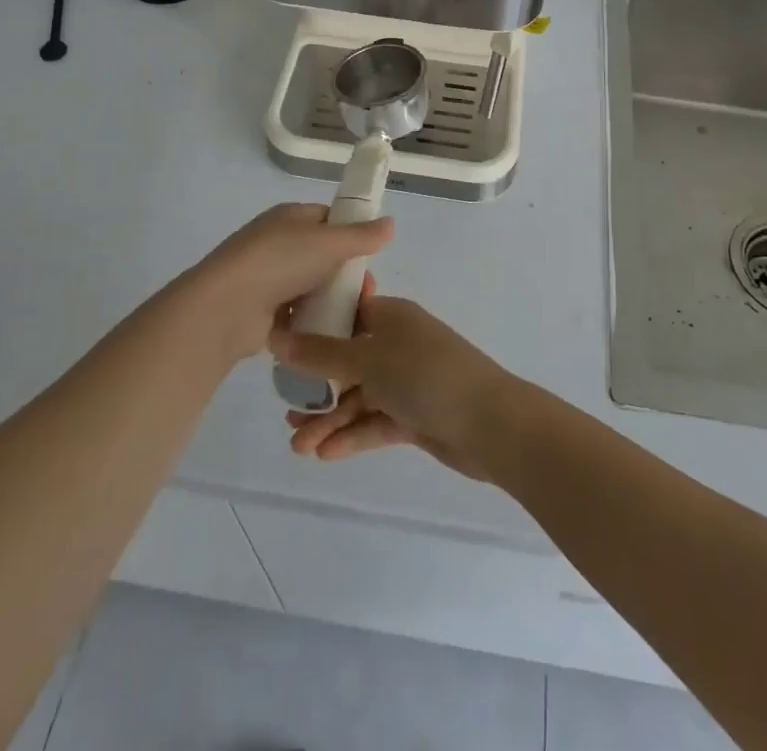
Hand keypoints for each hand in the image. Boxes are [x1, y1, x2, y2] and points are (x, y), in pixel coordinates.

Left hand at [183, 204, 393, 361]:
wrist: (225, 308)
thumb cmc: (279, 262)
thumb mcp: (328, 242)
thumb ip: (362, 235)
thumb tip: (391, 222)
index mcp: (289, 217)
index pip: (329, 219)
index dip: (352, 235)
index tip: (371, 257)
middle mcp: (278, 243)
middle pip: (323, 256)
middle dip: (347, 275)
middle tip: (366, 294)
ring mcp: (268, 278)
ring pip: (312, 287)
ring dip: (331, 301)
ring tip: (352, 319)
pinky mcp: (263, 312)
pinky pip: (297, 314)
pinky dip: (312, 322)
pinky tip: (330, 335)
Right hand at [272, 292, 519, 480]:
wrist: (490, 423)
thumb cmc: (426, 374)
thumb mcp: (368, 359)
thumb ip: (321, 352)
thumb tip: (277, 336)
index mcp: (391, 316)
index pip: (347, 312)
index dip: (316, 326)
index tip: (284, 346)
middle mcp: (398, 344)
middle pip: (347, 360)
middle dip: (317, 386)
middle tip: (288, 410)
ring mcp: (407, 381)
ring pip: (359, 396)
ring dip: (330, 419)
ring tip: (298, 445)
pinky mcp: (415, 416)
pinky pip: (376, 421)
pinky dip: (352, 435)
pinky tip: (325, 454)